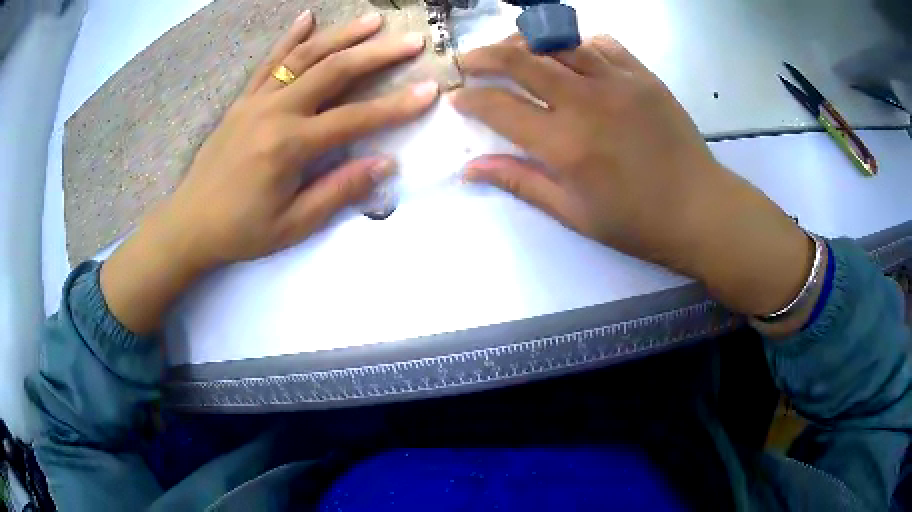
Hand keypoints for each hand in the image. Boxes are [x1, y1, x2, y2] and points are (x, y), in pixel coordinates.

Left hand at [101, 12, 439, 333]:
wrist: (189, 223)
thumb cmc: (241, 230)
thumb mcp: (293, 224)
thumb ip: (338, 191)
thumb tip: (384, 164)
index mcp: (289, 146)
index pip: (354, 119)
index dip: (396, 106)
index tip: (430, 91)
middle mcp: (274, 112)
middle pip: (333, 71)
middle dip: (377, 53)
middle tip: (411, 39)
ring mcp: (255, 101)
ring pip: (303, 56)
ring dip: (341, 35)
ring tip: (373, 20)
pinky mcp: (242, 101)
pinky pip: (268, 62)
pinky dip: (290, 38)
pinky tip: (307, 17)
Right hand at [452, 35, 813, 320]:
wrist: (700, 209)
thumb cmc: (636, 222)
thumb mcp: (573, 213)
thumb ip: (520, 183)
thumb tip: (469, 169)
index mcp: (565, 144)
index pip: (500, 108)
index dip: (471, 99)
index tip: (457, 97)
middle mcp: (586, 102)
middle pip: (522, 61)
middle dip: (485, 56)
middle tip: (468, 60)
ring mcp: (618, 82)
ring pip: (559, 43)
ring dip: (526, 42)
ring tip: (511, 50)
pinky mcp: (643, 76)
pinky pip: (603, 44)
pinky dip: (578, 44)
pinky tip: (572, 54)